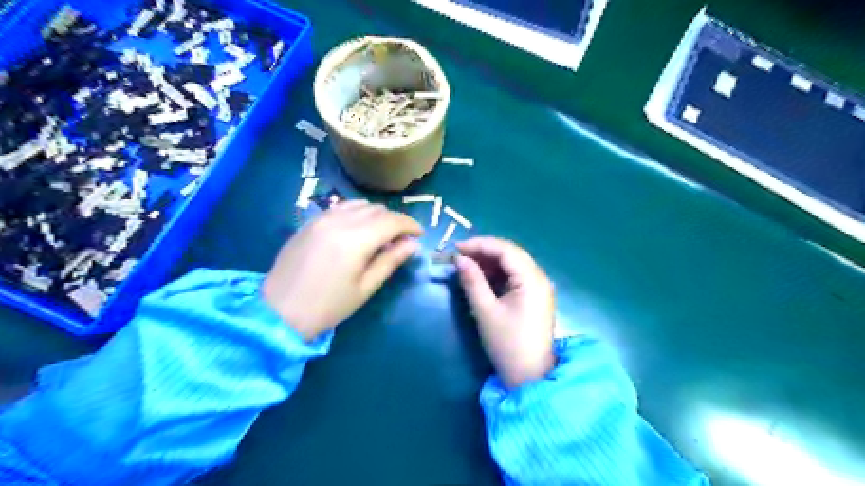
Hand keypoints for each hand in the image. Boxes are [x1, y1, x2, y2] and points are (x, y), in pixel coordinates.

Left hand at [266, 201, 424, 342]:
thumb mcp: (365, 287)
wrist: (278, 311)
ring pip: (359, 204)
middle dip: (395, 221)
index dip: (410, 225)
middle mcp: (339, 220)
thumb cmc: (327, 306)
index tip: (420, 235)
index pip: (392, 220)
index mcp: (356, 239)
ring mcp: (322, 218)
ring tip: (381, 234)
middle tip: (401, 240)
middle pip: (377, 209)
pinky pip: (341, 207)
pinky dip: (357, 213)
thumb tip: (412, 244)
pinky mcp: (310, 221)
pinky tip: (358, 228)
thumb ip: (390, 261)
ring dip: (376, 215)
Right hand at [453, 237, 552, 388]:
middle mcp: (539, 278)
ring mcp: (539, 287)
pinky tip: (482, 277)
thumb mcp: (485, 311)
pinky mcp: (535, 297)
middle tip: (460, 255)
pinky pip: (516, 276)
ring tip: (467, 265)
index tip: (457, 248)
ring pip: (513, 264)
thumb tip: (459, 259)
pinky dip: (498, 274)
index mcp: (532, 279)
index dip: (480, 244)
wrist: (530, 377)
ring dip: (491, 262)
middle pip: (511, 253)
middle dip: (485, 251)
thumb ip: (472, 281)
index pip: (506, 250)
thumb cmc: (507, 344)